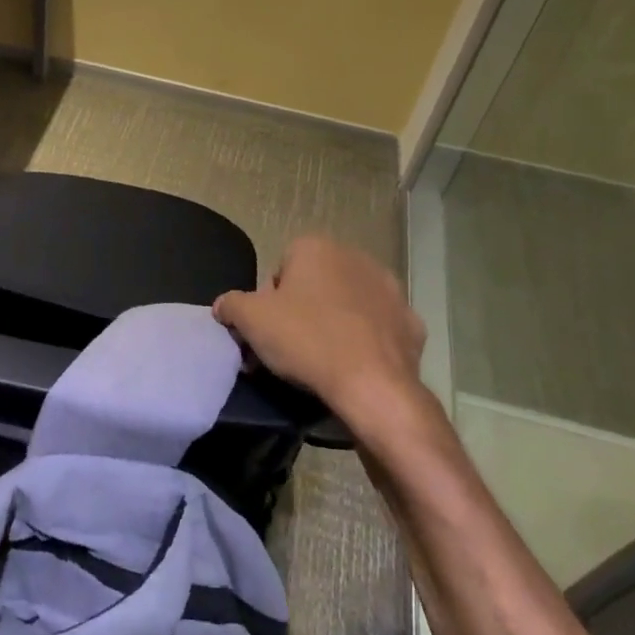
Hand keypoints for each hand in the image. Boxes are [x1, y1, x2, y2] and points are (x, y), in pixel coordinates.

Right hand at [214, 236, 434, 428]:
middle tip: (288, 349)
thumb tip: (223, 305)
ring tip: (321, 362)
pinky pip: (377, 329)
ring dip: (334, 323)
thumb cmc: (306, 340)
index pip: (279, 269)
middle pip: (314, 285)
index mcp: (316, 248)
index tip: (267, 332)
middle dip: (300, 311)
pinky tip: (354, 367)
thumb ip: (230, 304)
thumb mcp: (250, 320)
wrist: (374, 386)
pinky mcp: (411, 323)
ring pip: (348, 304)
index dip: (268, 302)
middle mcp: (355, 257)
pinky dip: (366, 342)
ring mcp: (389, 289)